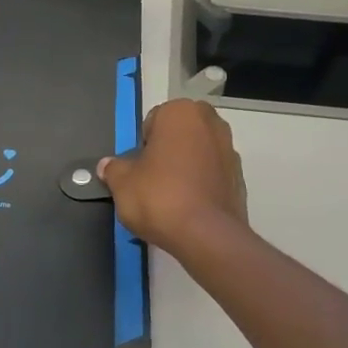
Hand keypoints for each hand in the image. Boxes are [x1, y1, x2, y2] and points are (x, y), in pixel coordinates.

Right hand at [97, 98, 249, 258]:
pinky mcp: (240, 179)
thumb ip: (114, 169)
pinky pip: (212, 175)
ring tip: (170, 197)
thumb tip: (108, 166)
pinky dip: (201, 185)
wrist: (206, 235)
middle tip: (152, 179)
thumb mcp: (122, 183)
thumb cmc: (159, 196)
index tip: (138, 168)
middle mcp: (211, 124)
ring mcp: (230, 151)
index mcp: (182, 112)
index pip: (153, 121)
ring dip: (186, 167)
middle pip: (180, 134)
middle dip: (167, 151)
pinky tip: (188, 207)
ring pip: (199, 154)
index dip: (142, 145)